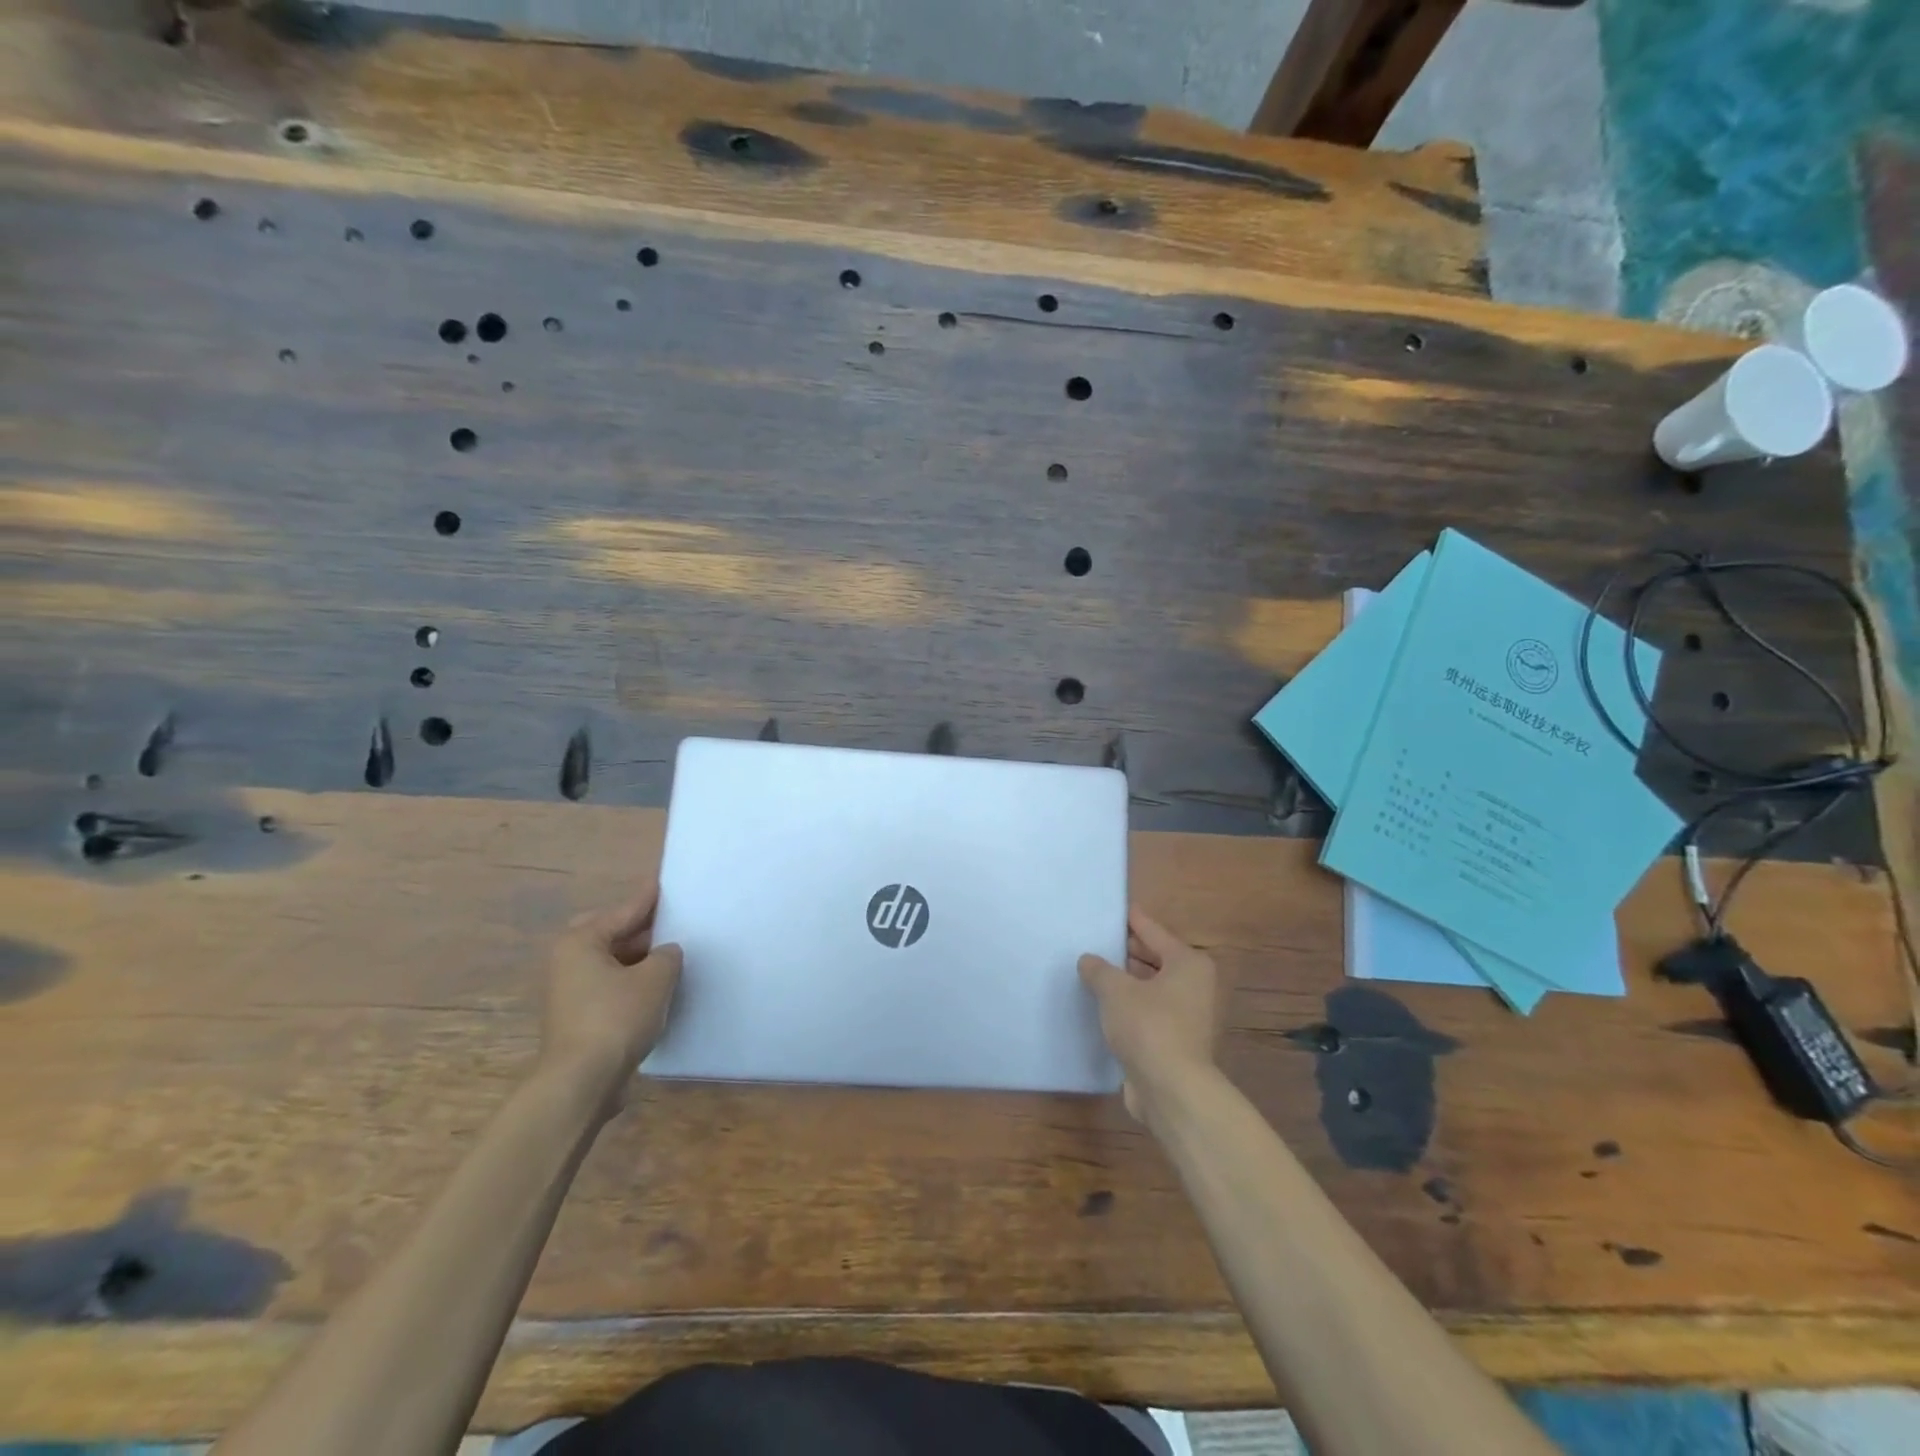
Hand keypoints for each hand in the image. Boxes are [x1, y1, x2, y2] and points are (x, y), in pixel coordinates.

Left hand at [539, 883, 682, 1114]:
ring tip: (673, 954)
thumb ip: (667, 955)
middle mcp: (569, 961)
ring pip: (611, 962)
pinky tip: (659, 988)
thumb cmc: (616, 1018)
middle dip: (641, 928)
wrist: (581, 1082)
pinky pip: (611, 986)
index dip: (649, 898)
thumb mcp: (655, 978)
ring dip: (639, 958)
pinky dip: (633, 982)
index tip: (666, 881)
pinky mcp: (579, 1018)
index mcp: (581, 942)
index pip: (623, 911)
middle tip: (672, 921)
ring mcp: (571, 992)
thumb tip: (666, 952)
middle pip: (611, 933)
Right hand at [1079, 906, 1218, 1120]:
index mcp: (1187, 963)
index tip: (1114, 908)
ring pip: (1150, 987)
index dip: (1132, 920)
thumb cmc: (1149, 1027)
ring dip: (1126, 981)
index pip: (1154, 931)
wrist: (1172, 1090)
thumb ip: (1099, 970)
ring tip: (1093, 970)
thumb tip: (1088, 960)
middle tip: (1096, 939)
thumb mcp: (1116, 990)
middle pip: (1155, 958)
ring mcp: (1186, 1015)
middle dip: (1126, 951)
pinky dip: (1128, 1006)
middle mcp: (1193, 985)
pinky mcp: (1174, 1041)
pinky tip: (1102, 1004)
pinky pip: (1147, 1012)